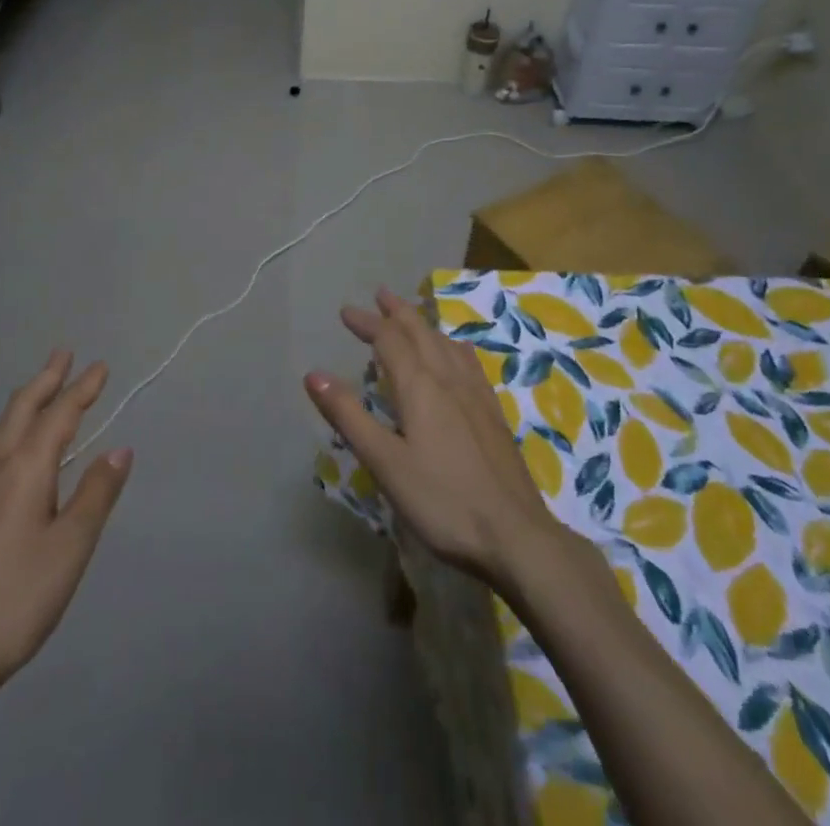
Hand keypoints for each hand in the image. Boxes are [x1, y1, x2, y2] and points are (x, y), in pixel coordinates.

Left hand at [0, 350, 132, 703]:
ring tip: (38, 390)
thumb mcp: (69, 549)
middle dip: (46, 379)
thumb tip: (120, 449)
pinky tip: (11, 448)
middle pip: (22, 409)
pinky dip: (11, 428)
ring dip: (25, 401)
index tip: (100, 366)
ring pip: (1, 428)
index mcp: (25, 469)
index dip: (82, 389)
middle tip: (63, 353)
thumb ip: (95, 495)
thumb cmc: (13, 599)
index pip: (59, 415)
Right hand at [305, 288, 560, 590]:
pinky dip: (451, 345)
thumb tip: (313, 374)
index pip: (389, 339)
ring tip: (412, 318)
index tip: (346, 312)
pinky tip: (456, 355)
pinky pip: (468, 361)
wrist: (516, 536)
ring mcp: (476, 394)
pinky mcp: (493, 413)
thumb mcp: (385, 462)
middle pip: (421, 332)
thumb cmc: (442, 501)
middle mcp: (449, 379)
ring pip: (446, 343)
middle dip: (397, 311)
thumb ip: (348, 416)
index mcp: (420, 386)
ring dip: (423, 324)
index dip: (367, 322)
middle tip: (380, 295)